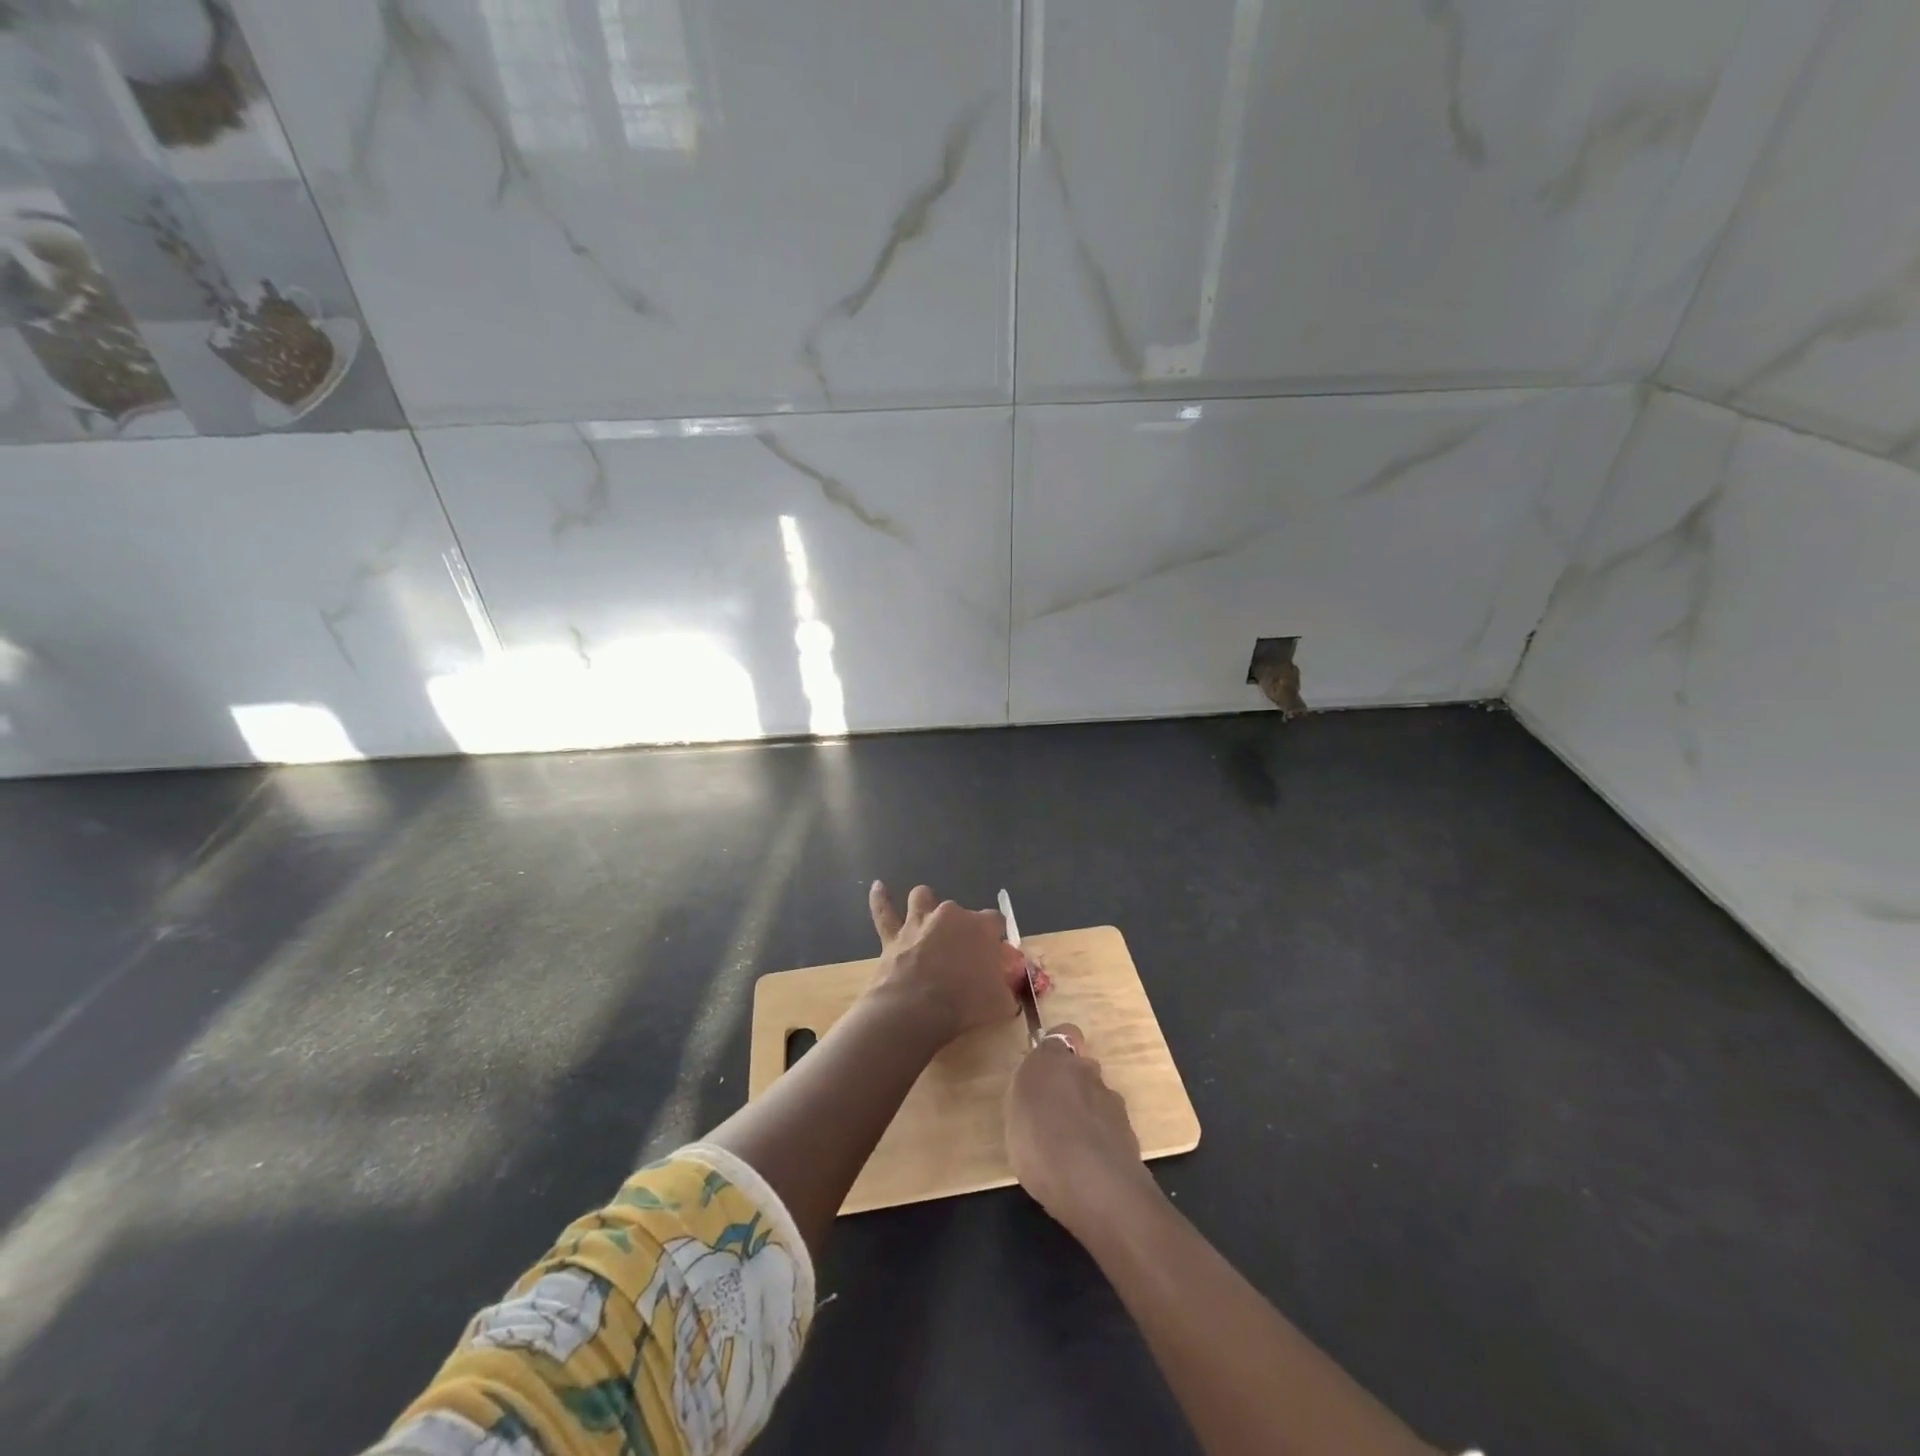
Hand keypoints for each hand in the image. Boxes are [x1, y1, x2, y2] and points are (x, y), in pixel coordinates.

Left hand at [868, 881, 1018, 1042]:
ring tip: (928, 918)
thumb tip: (1007, 988)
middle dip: (962, 928)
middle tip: (962, 955)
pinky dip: (881, 899)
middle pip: (960, 913)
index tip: (994, 955)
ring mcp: (919, 922)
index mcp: (980, 927)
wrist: (916, 1011)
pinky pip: (884, 911)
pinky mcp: (893, 935)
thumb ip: (1006, 988)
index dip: (994, 937)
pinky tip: (878, 886)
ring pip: (923, 898)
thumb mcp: (1000, 1002)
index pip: (995, 921)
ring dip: (926, 905)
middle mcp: (950, 915)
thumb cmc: (964, 1005)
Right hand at [1005, 1023, 1156, 1235]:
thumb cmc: (1041, 1142)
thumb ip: (1027, 1090)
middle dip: (1071, 1085)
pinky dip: (1099, 1140)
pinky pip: (1108, 1129)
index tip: (1042, 1072)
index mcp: (1054, 1059)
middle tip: (1051, 1115)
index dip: (1055, 1050)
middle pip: (1081, 1068)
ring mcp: (1112, 1103)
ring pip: (1097, 1098)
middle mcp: (1088, 1072)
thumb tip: (1038, 1084)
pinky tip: (1086, 1167)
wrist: (1096, 1186)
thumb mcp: (1014, 1112)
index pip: (1063, 1034)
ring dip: (1086, 1114)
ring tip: (1068, 1147)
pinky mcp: (1129, 1135)